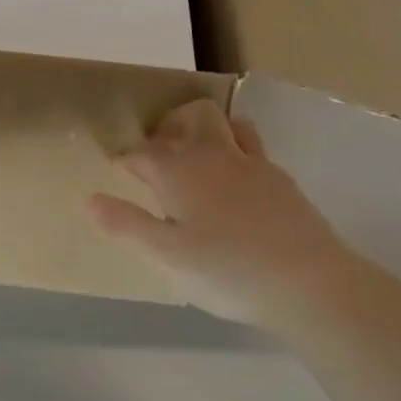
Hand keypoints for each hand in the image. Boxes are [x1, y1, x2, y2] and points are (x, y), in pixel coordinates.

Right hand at [89, 99, 366, 328]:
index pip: (142, 151)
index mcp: (179, 171)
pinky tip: (234, 184)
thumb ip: (127, 225)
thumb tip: (91, 199)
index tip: (118, 171)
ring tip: (196, 159)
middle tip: (157, 154)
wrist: (310, 283)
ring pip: (227, 124)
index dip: (126, 158)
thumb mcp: (166, 256)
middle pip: (191, 117)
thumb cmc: (227, 271)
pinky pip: (252, 148)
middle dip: (169, 126)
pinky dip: (235, 151)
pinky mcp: (281, 180)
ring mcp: (253, 164)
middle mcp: (214, 156)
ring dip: (207, 131)